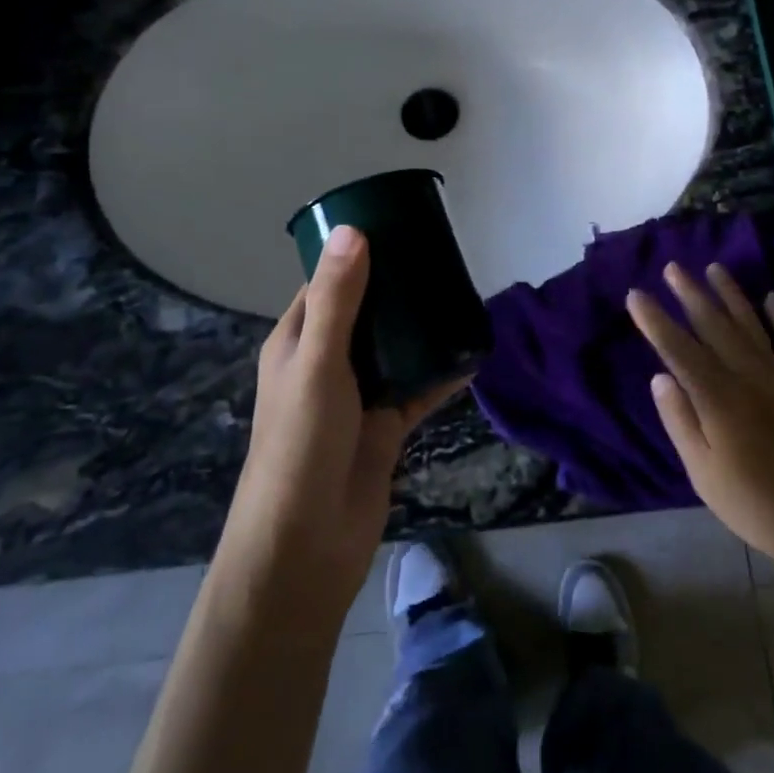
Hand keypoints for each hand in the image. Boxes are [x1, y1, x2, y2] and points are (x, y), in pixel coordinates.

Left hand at [226, 226, 463, 610]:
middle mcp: (326, 362)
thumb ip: (339, 299)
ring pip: (395, 348)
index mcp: (298, 341)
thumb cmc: (300, 445)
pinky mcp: (385, 425)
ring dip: (423, 327)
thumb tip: (353, 228)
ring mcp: (357, 395)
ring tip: (463, 295)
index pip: (328, 282)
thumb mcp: (317, 363)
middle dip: (399, 286)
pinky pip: (419, 388)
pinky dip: (443, 372)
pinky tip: (475, 353)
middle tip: (444, 257)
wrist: (307, 546)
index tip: (399, 226)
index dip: (358, 253)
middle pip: (367, 311)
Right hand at [629, 264, 773, 590]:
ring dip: (731, 294)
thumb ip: (680, 420)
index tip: (636, 294)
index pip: (678, 349)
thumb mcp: (702, 472)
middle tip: (672, 267)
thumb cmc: (751, 503)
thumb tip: (659, 376)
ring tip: (714, 268)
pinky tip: (772, 298)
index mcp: (718, 398)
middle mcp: (749, 376)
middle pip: (714, 326)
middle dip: (690, 294)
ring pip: (752, 324)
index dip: (655, 320)